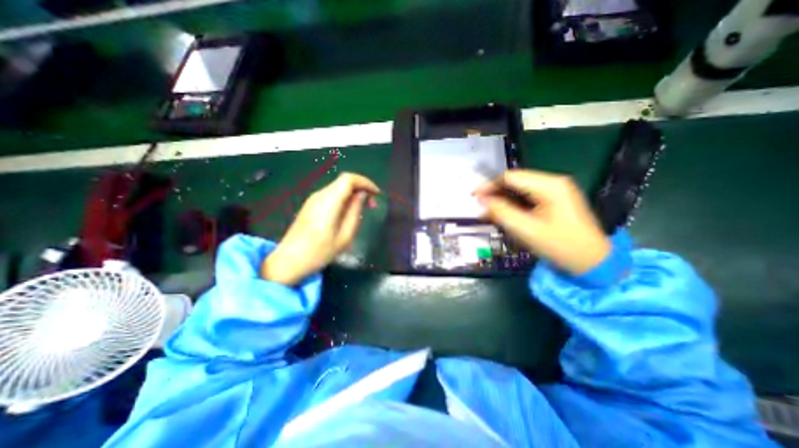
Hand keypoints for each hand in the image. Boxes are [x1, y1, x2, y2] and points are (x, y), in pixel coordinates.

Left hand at [259, 174, 378, 284]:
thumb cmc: (320, 251)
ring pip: (338, 188)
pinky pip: (331, 195)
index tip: (377, 195)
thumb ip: (355, 211)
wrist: (289, 261)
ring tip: (363, 210)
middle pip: (344, 181)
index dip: (366, 182)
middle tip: (372, 205)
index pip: (349, 179)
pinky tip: (348, 213)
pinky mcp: (311, 205)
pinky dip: (344, 199)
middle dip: (361, 188)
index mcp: (329, 201)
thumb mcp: (345, 235)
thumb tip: (363, 195)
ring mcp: (313, 199)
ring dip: (353, 194)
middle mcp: (320, 195)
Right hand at [473, 167, 613, 273]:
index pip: (511, 177)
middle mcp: (553, 183)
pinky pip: (527, 198)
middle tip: (479, 207)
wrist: (593, 262)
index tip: (473, 197)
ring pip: (519, 190)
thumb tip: (481, 200)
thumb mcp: (527, 230)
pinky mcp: (554, 201)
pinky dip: (513, 205)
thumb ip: (501, 212)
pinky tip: (503, 215)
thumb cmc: (561, 246)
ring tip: (487, 214)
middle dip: (495, 194)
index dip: (489, 185)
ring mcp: (555, 191)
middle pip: (515, 182)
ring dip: (502, 200)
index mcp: (549, 186)